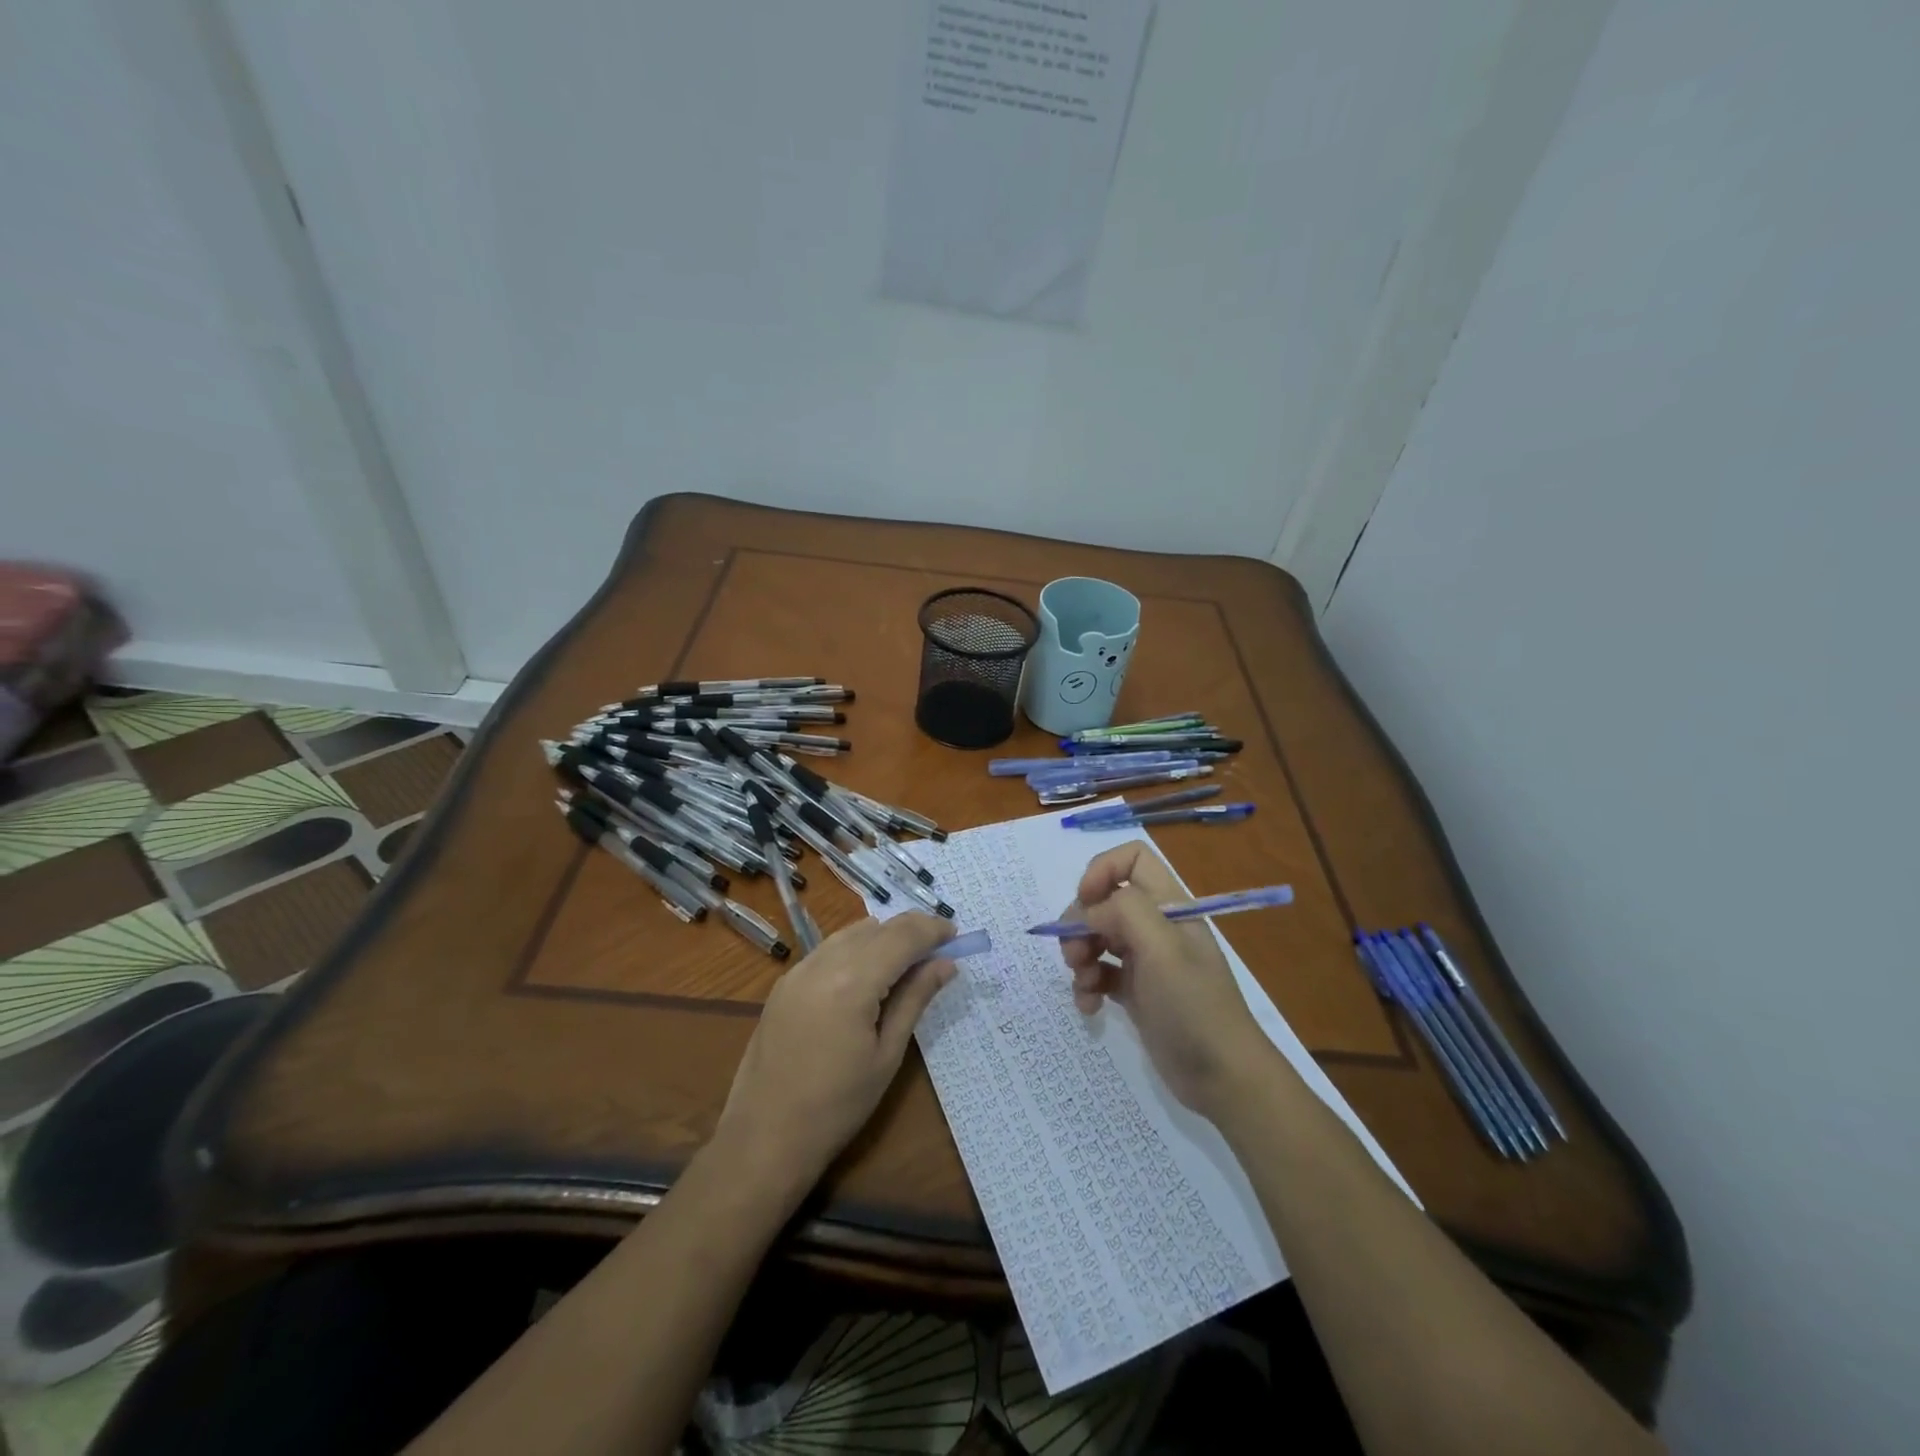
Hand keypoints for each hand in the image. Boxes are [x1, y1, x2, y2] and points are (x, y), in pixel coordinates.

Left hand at [715, 914, 958, 1197]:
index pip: (902, 937)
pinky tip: (869, 970)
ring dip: (883, 935)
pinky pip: (828, 948)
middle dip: (911, 929)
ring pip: (851, 932)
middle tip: (940, 945)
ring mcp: (798, 970)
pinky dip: (856, 947)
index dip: (932, 930)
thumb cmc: (837, 1106)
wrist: (764, 1138)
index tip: (956, 934)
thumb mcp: (887, 1055)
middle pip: (877, 928)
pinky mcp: (784, 983)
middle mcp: (823, 963)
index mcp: (852, 982)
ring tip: (908, 957)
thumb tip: (946, 964)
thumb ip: (915, 999)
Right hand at [1061, 843, 1271, 1117]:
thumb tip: (1089, 913)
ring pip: (1096, 936)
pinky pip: (1098, 972)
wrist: (1223, 1078)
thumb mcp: (1163, 949)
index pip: (1131, 859)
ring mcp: (1145, 959)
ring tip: (1082, 983)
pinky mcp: (1135, 991)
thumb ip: (1124, 912)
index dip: (1101, 871)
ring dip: (1078, 954)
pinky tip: (1089, 1007)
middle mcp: (1156, 925)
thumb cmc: (1194, 1006)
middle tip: (1074, 953)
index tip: (1085, 902)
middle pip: (1104, 899)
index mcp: (1169, 905)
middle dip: (1080, 922)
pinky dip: (1086, 985)